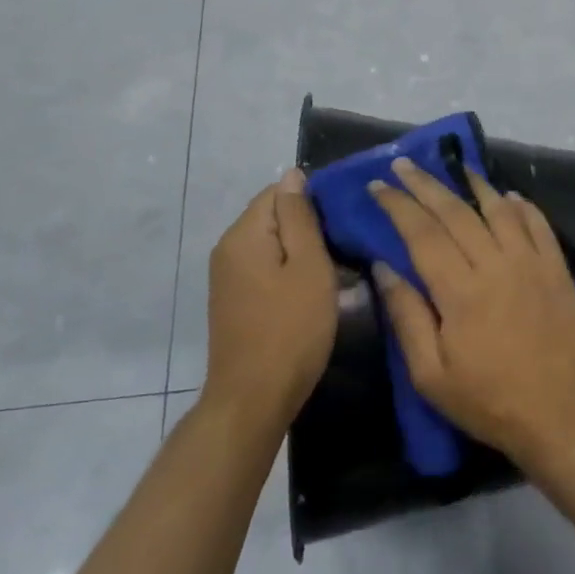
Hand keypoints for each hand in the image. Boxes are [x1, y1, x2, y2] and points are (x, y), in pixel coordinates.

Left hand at [204, 169, 338, 432]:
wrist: (253, 399)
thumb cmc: (290, 330)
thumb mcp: (308, 267)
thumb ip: (299, 217)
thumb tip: (292, 174)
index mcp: (244, 234)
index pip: (278, 192)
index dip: (313, 200)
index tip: (343, 223)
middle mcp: (228, 249)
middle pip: (273, 217)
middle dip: (309, 227)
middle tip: (346, 248)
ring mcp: (228, 277)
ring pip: (273, 245)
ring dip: (303, 252)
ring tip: (337, 270)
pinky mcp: (234, 300)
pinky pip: (266, 269)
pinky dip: (290, 273)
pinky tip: (313, 293)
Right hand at [370, 158, 574, 465]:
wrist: (559, 415)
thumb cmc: (488, 400)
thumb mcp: (431, 375)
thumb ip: (406, 316)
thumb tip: (384, 266)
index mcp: (460, 291)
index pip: (421, 233)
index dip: (398, 205)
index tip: (378, 185)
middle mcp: (496, 264)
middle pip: (455, 212)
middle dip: (425, 184)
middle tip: (404, 164)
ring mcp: (531, 262)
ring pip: (499, 209)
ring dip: (475, 184)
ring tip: (456, 167)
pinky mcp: (557, 269)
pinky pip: (538, 224)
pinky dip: (522, 205)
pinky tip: (509, 195)